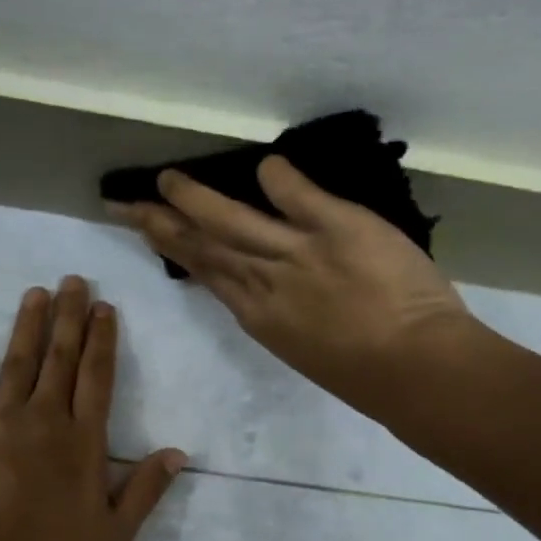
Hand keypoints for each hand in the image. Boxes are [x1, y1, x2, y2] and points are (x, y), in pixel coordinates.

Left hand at [0, 276, 186, 540]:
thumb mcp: (114, 533)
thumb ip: (146, 489)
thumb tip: (178, 453)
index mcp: (84, 439)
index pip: (97, 377)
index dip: (102, 340)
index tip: (104, 307)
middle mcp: (46, 417)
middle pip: (61, 357)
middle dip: (69, 317)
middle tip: (73, 280)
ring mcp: (3, 420)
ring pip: (20, 360)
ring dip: (28, 324)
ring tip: (36, 292)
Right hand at [107, 156, 482, 411]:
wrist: (414, 371)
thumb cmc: (367, 375)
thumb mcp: (306, 347)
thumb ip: (284, 312)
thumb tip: (268, 289)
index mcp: (259, 315)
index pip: (207, 273)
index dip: (175, 250)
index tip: (151, 232)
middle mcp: (264, 282)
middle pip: (203, 247)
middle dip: (160, 224)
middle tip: (125, 204)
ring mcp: (296, 253)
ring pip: (233, 222)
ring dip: (196, 200)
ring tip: (167, 179)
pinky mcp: (337, 229)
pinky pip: (299, 197)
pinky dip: (279, 179)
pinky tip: (262, 165)